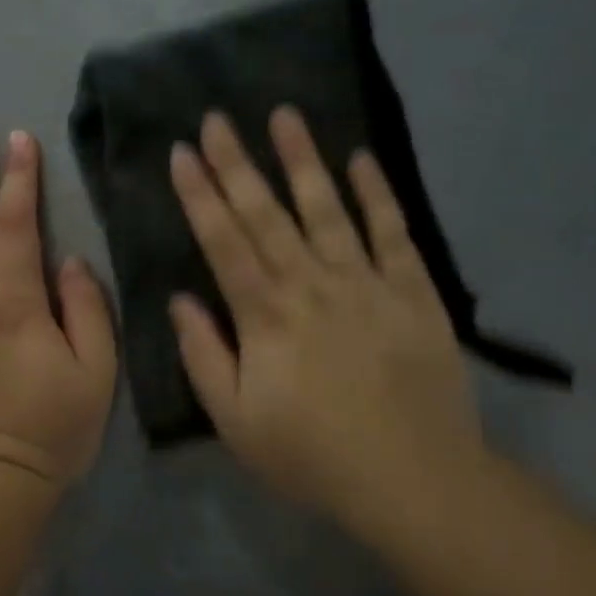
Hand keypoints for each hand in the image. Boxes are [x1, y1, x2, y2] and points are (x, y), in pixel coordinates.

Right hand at [167, 107, 489, 528]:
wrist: (414, 480)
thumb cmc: (312, 455)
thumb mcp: (236, 422)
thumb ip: (204, 356)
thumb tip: (180, 300)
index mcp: (265, 316)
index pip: (223, 242)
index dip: (200, 195)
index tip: (183, 152)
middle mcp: (311, 285)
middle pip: (267, 214)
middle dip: (237, 163)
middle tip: (217, 117)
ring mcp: (366, 283)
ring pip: (327, 209)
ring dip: (303, 160)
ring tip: (284, 114)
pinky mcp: (413, 292)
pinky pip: (393, 233)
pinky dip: (377, 194)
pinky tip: (361, 159)